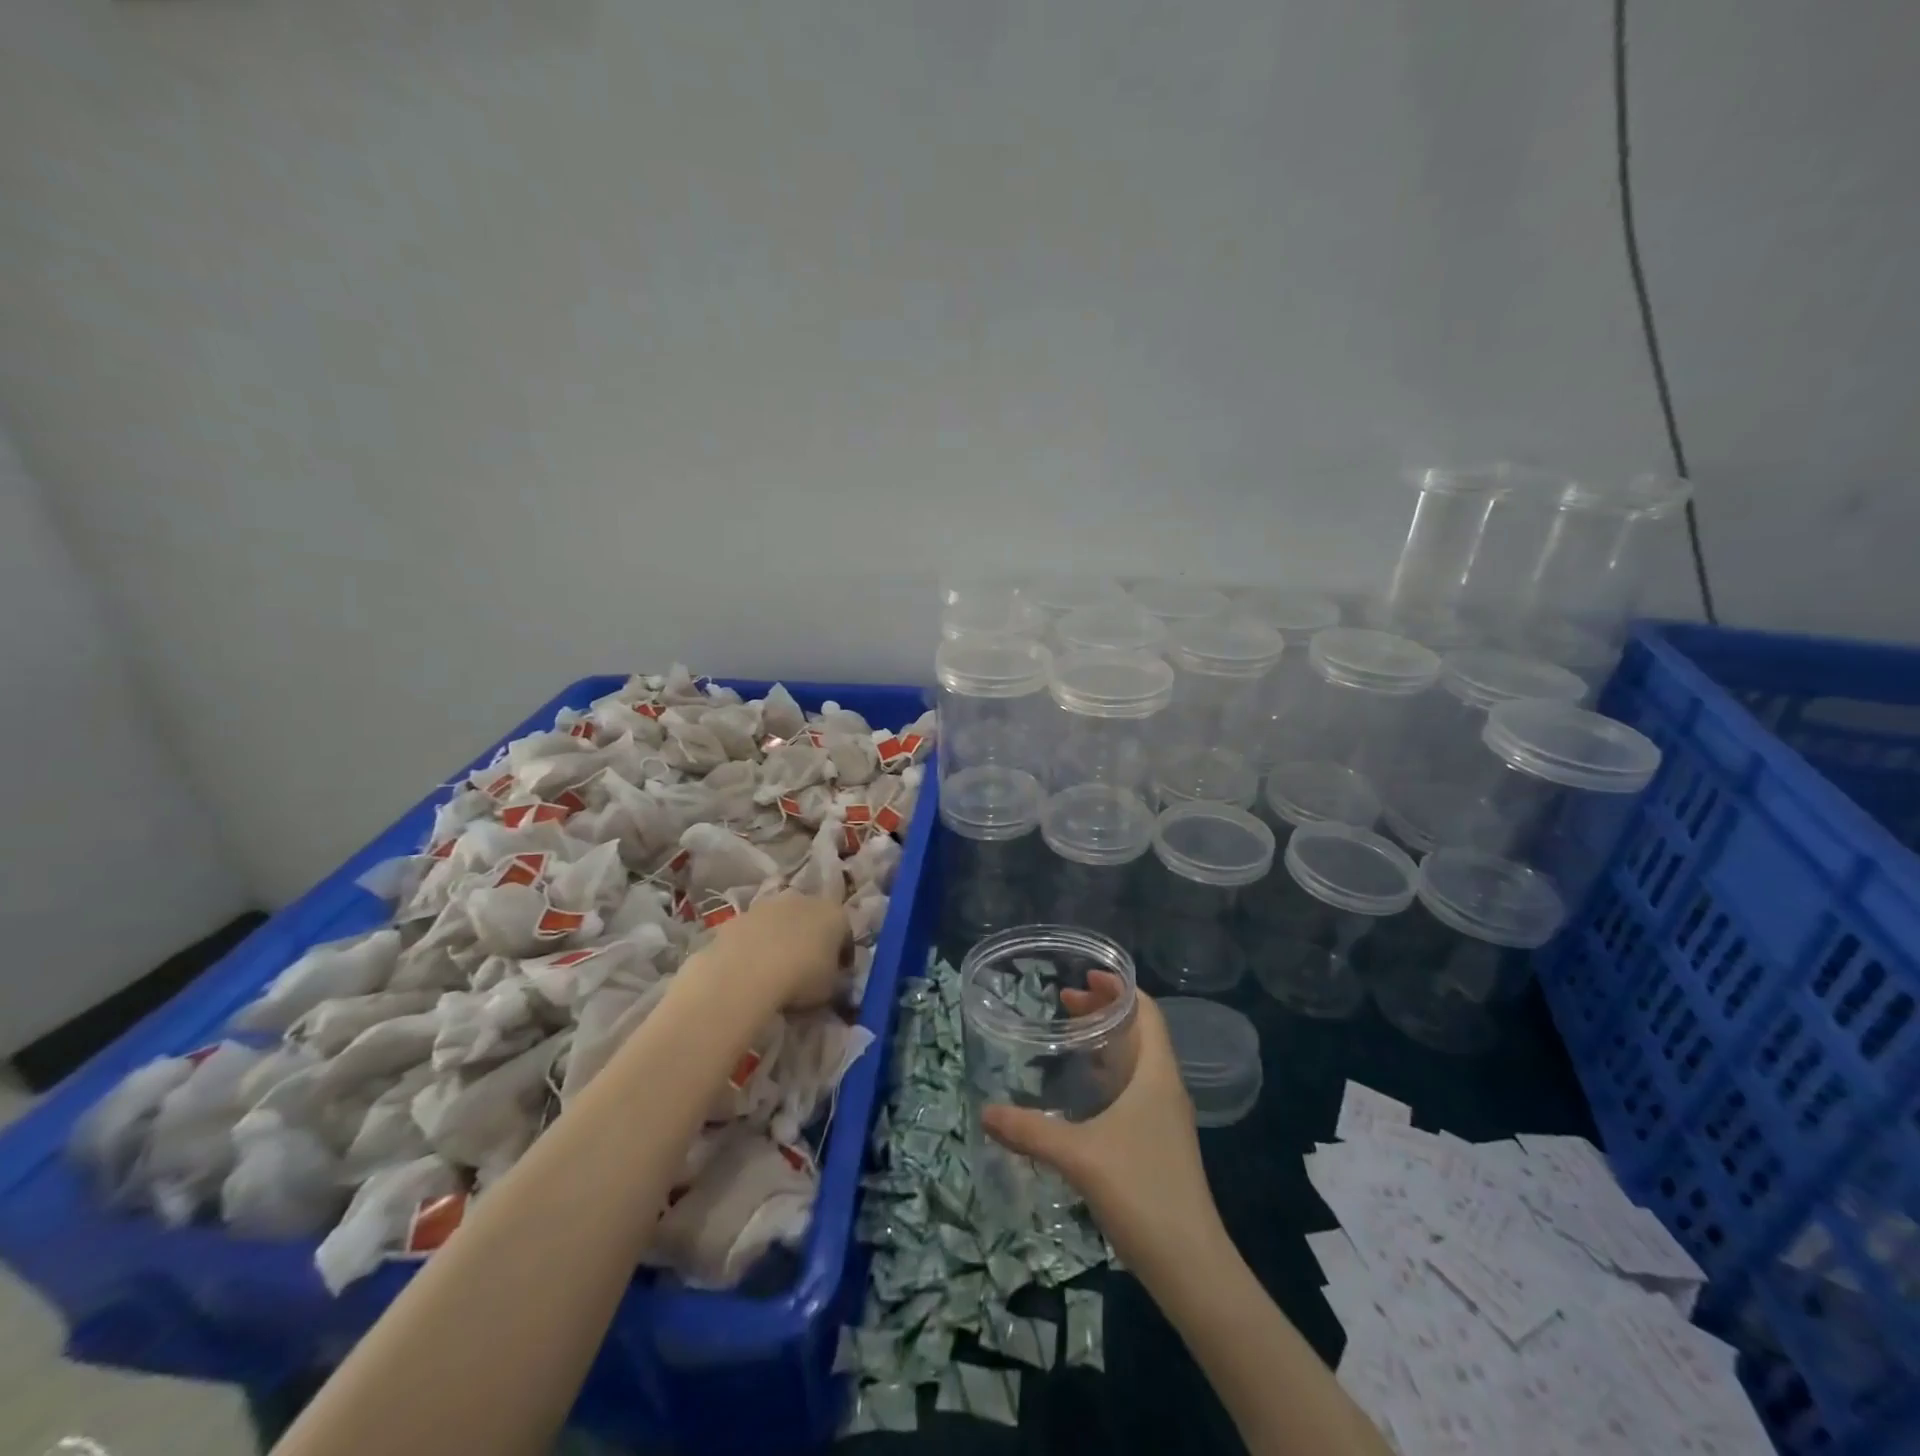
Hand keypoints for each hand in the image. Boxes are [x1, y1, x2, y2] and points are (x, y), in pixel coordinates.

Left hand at [706, 891, 850, 1009]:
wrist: (746, 974)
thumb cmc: (800, 979)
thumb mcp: (830, 988)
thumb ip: (834, 977)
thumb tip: (829, 976)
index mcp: (834, 914)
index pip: (845, 933)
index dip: (841, 954)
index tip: (836, 973)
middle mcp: (804, 900)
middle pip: (812, 918)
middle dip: (810, 937)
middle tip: (805, 966)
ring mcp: (769, 904)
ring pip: (781, 920)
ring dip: (781, 936)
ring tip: (774, 967)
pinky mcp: (741, 914)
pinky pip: (754, 929)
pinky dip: (755, 942)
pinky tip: (750, 966)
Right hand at [981, 976, 1223, 1274]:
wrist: (1190, 1266)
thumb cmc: (1141, 1191)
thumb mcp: (1079, 1155)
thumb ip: (1031, 1131)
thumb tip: (985, 1111)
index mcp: (1156, 1074)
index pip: (1146, 1012)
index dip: (1119, 988)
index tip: (1086, 975)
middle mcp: (1164, 1087)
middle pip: (1138, 1032)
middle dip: (1104, 1011)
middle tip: (1064, 1000)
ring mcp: (1164, 1117)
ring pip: (1135, 1062)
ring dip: (1106, 1042)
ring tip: (1068, 1035)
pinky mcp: (1158, 1143)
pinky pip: (1133, 1090)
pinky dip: (1108, 1074)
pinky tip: (1080, 1091)